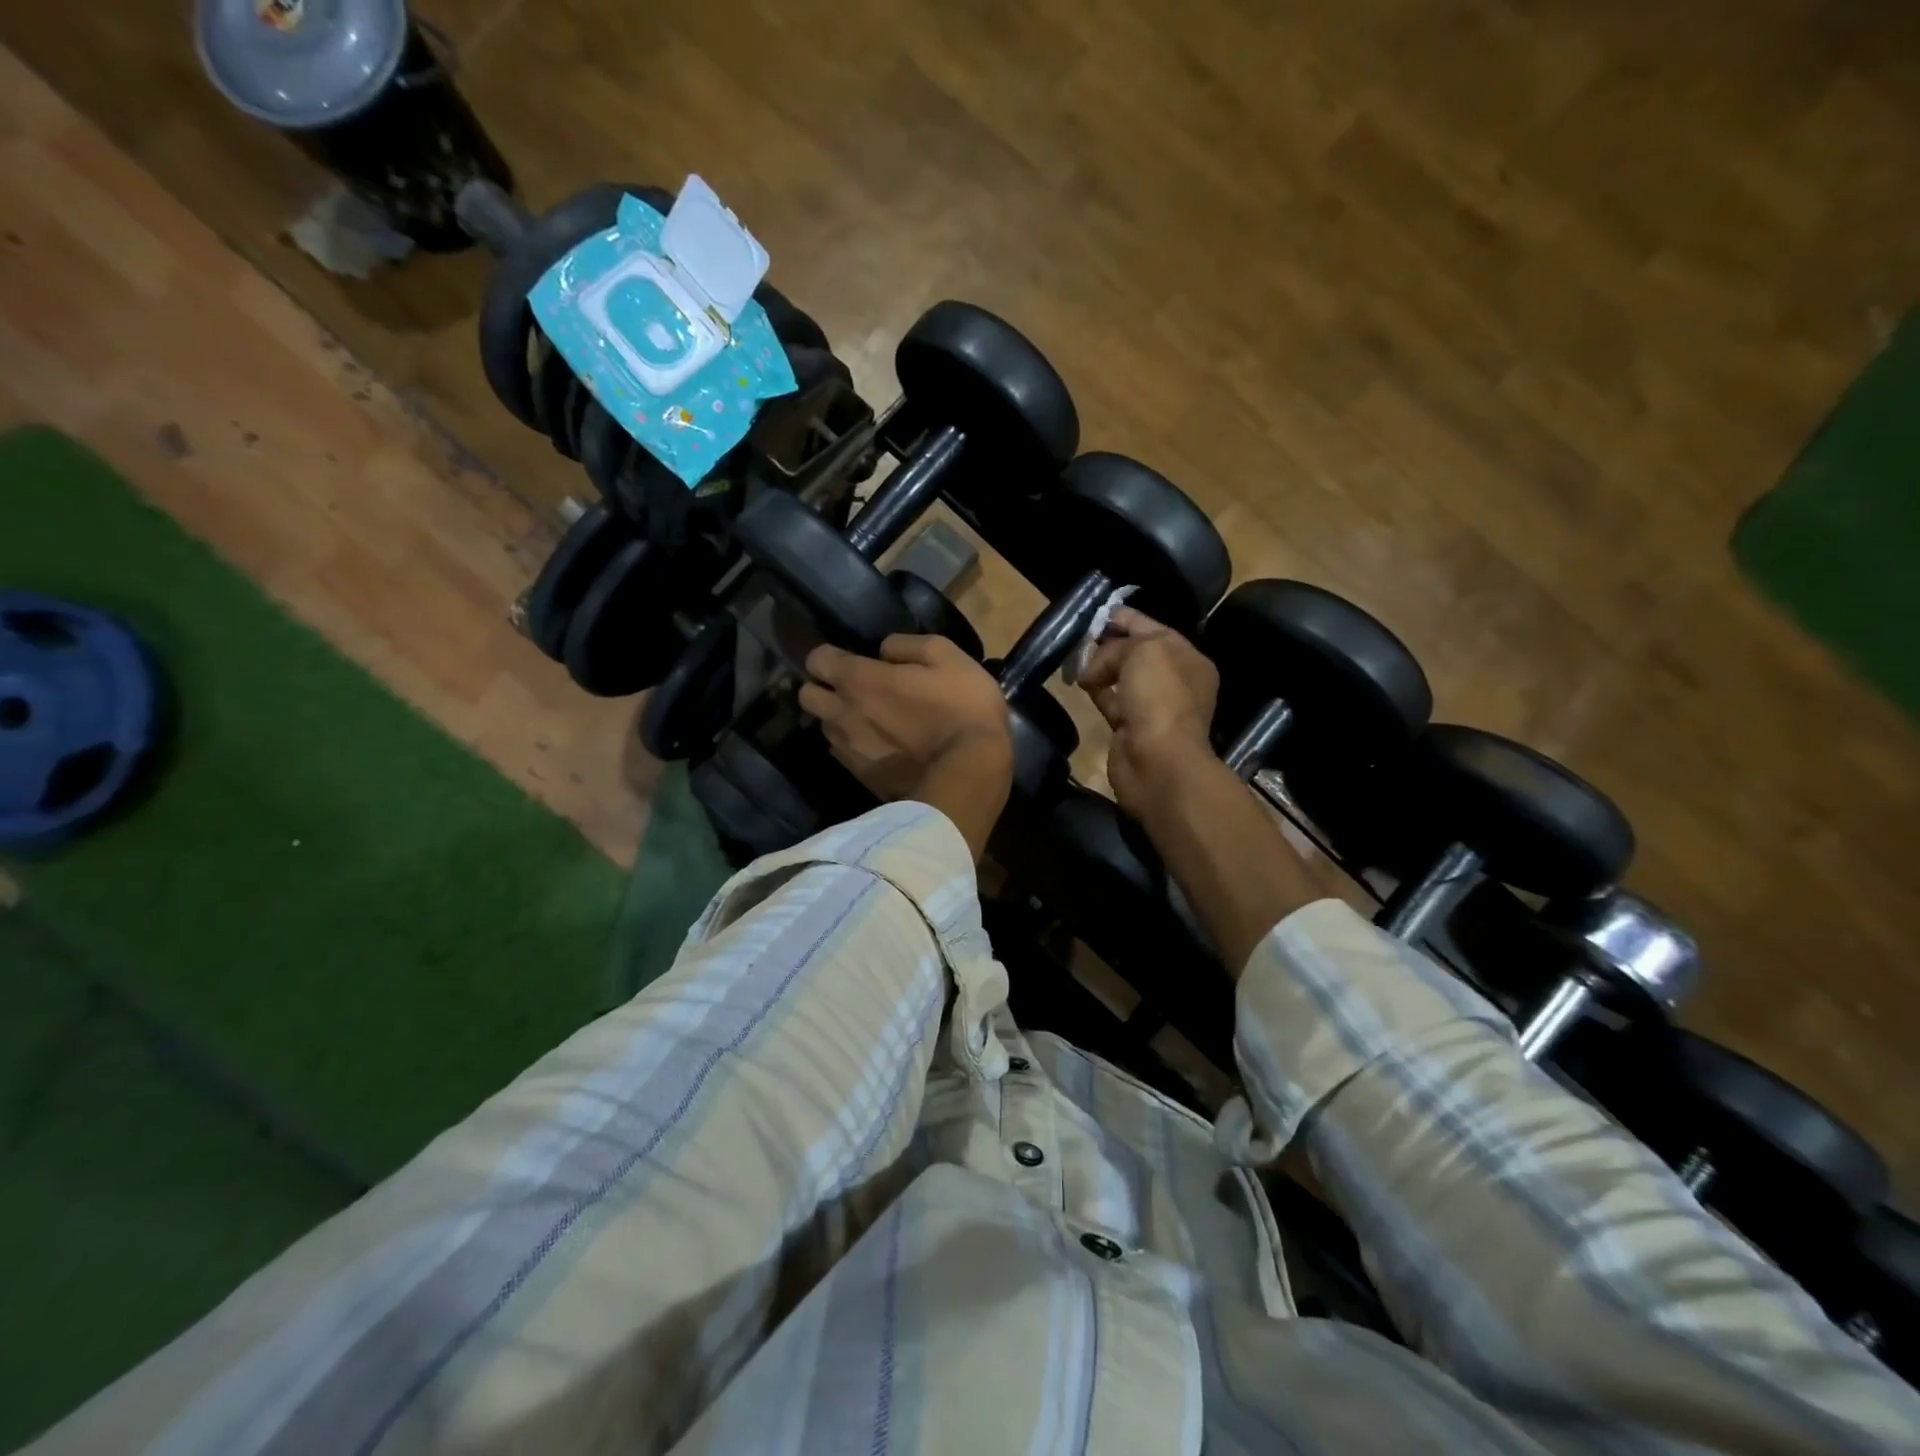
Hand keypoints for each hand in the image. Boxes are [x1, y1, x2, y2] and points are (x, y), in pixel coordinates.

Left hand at [800, 635, 1013, 858]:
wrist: (969, 775)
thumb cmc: (962, 708)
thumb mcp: (947, 655)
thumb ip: (907, 645)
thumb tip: (883, 652)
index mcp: (858, 680)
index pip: (816, 660)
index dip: (830, 655)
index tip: (852, 658)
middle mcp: (842, 714)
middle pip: (807, 696)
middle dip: (823, 688)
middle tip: (854, 689)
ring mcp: (848, 750)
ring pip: (825, 727)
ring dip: (840, 718)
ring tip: (869, 720)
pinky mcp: (861, 777)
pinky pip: (843, 754)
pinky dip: (855, 746)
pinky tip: (881, 746)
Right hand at [1076, 607, 1220, 814]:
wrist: (1158, 761)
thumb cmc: (1159, 697)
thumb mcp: (1142, 651)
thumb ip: (1116, 647)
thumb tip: (1093, 668)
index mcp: (1187, 657)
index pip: (1151, 627)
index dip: (1123, 617)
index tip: (1094, 613)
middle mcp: (1174, 680)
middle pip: (1135, 652)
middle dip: (1108, 642)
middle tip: (1078, 637)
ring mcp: (1152, 706)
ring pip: (1121, 677)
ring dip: (1099, 667)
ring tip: (1074, 660)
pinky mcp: (1131, 727)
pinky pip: (1111, 700)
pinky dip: (1097, 691)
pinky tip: (1080, 684)